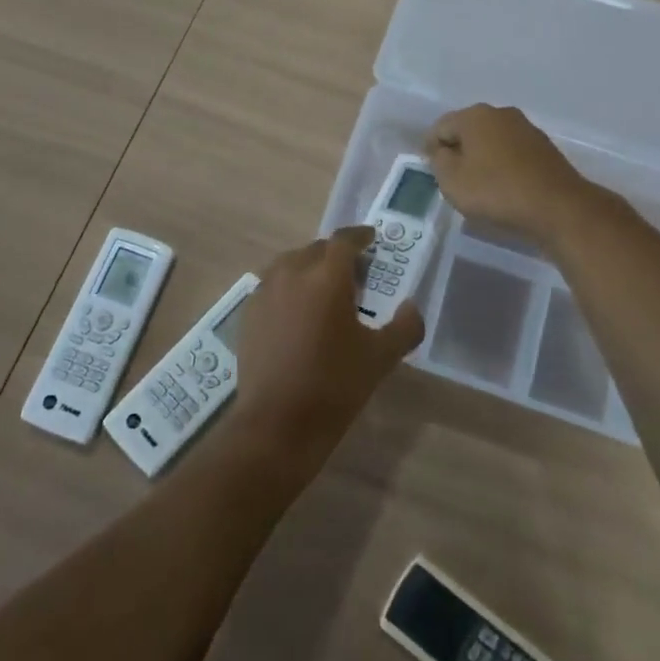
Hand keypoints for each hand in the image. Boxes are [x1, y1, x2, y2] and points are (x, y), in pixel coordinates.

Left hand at [228, 226, 423, 472]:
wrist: (276, 424)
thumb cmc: (334, 386)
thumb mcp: (380, 358)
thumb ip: (404, 327)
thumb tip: (411, 307)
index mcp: (327, 276)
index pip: (344, 241)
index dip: (359, 236)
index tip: (370, 240)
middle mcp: (292, 273)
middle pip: (316, 250)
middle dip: (336, 255)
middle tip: (353, 274)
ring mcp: (265, 292)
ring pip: (290, 264)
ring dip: (309, 268)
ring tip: (323, 291)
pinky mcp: (248, 313)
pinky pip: (272, 286)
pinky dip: (288, 288)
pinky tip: (297, 314)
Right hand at [425, 104, 597, 245]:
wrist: (558, 207)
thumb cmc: (497, 191)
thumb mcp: (452, 180)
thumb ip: (438, 161)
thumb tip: (442, 151)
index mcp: (475, 115)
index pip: (440, 127)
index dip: (430, 149)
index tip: (432, 172)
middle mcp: (500, 113)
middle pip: (467, 130)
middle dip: (457, 151)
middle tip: (453, 179)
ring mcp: (526, 128)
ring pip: (491, 140)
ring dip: (481, 158)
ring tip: (479, 186)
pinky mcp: (543, 147)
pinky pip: (511, 152)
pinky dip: (502, 165)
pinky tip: (503, 187)